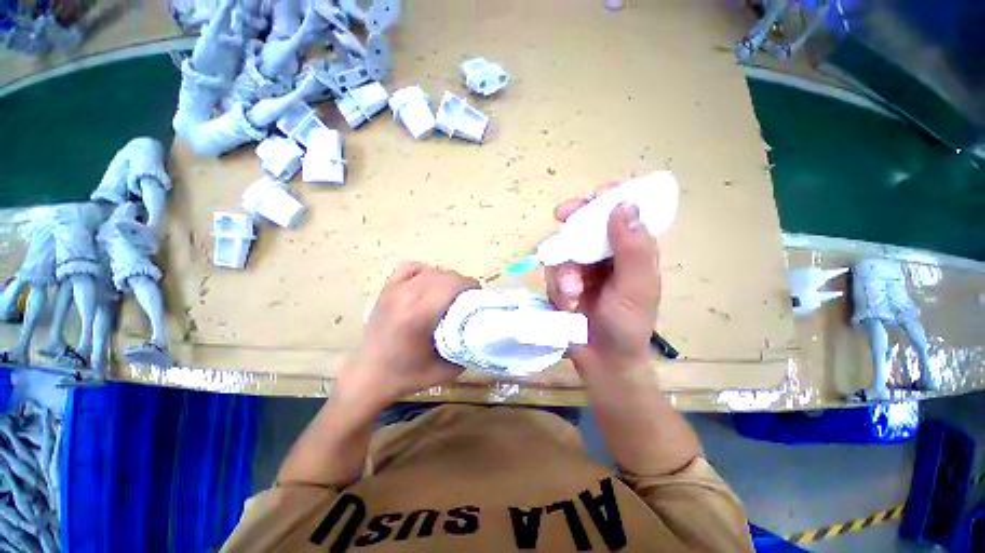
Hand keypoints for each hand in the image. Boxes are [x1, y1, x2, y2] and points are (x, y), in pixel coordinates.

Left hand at [337, 262, 479, 408]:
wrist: (370, 375)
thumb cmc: (409, 375)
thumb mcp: (448, 370)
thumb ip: (468, 347)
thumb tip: (482, 328)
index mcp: (419, 315)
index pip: (453, 285)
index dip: (470, 286)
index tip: (478, 297)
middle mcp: (406, 296)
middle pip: (444, 276)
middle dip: (461, 284)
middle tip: (467, 299)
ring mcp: (394, 290)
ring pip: (430, 270)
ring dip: (445, 279)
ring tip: (449, 293)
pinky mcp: (387, 289)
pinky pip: (411, 268)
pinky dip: (425, 272)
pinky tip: (428, 284)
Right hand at [545, 185, 660, 376]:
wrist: (603, 361)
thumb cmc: (627, 326)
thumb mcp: (637, 288)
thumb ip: (633, 249)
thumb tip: (624, 204)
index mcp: (630, 250)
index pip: (621, 212)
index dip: (608, 198)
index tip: (594, 195)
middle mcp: (605, 254)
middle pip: (586, 223)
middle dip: (574, 222)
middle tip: (562, 215)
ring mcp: (581, 268)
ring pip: (564, 248)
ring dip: (564, 270)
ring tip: (571, 295)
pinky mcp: (563, 281)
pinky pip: (552, 271)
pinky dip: (557, 285)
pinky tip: (566, 303)